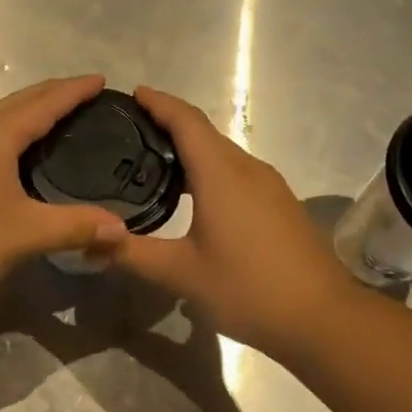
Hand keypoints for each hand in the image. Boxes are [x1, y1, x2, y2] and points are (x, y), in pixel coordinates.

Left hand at [0, 76, 128, 307]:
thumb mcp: (25, 234)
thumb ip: (75, 227)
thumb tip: (120, 230)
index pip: (44, 102)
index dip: (74, 90)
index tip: (100, 80)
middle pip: (17, 101)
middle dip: (51, 95)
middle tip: (83, 96)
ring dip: (24, 113)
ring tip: (51, 122)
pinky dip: (4, 133)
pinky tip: (9, 156)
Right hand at [104, 87, 355, 360]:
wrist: (322, 317)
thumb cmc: (248, 289)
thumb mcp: (180, 274)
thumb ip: (132, 254)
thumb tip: (89, 240)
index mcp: (221, 174)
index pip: (186, 121)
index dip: (158, 103)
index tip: (133, 93)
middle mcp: (247, 169)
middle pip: (204, 132)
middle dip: (169, 122)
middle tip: (130, 130)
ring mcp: (269, 185)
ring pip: (223, 152)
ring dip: (190, 147)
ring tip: (154, 159)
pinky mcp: (279, 203)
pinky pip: (236, 171)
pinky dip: (209, 168)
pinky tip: (193, 193)